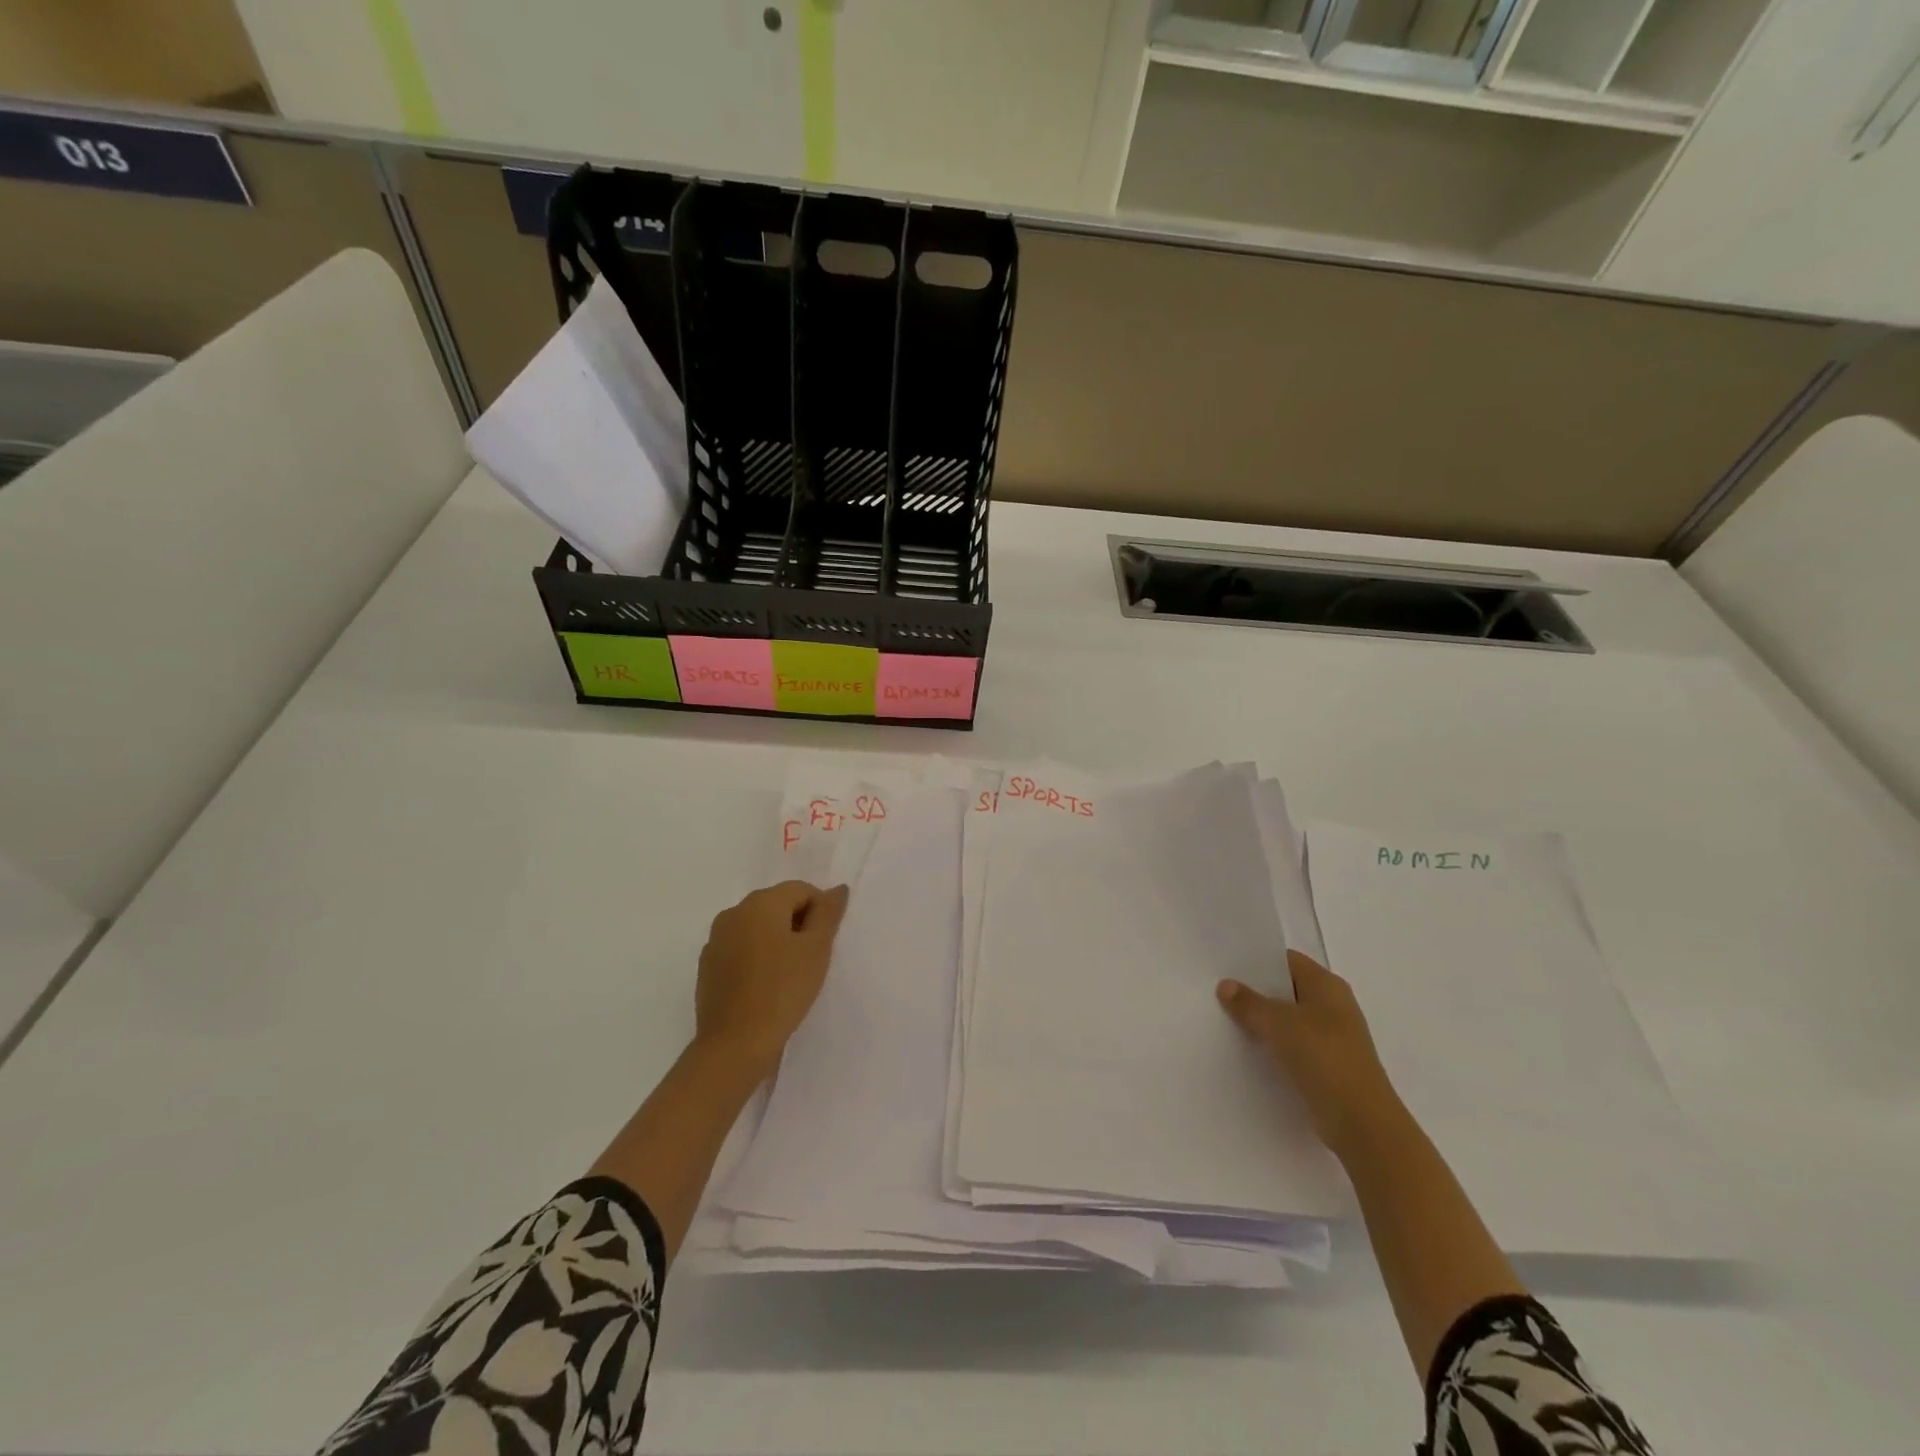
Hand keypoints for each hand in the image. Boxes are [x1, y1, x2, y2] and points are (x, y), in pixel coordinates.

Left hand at [694, 880, 849, 1073]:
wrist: (734, 1044)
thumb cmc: (782, 991)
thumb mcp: (816, 949)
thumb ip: (828, 913)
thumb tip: (837, 889)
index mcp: (760, 903)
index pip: (801, 890)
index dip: (820, 912)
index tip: (825, 944)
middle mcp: (733, 913)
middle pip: (777, 905)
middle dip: (798, 925)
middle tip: (811, 960)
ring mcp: (715, 941)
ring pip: (757, 928)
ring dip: (777, 941)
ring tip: (789, 975)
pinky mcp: (707, 967)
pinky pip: (740, 950)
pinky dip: (757, 959)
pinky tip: (766, 987)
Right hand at [1217, 951, 1403, 1159]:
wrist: (1361, 1121)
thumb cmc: (1323, 1057)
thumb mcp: (1278, 1023)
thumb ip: (1249, 1003)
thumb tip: (1226, 985)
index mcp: (1327, 985)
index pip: (1287, 961)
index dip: (1257, 961)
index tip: (1226, 966)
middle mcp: (1333, 1006)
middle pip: (1287, 990)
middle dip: (1256, 992)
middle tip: (1219, 992)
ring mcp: (1332, 1038)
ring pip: (1289, 1020)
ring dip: (1263, 1021)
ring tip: (1226, 1020)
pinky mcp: (1328, 1066)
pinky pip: (1294, 1046)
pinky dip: (1274, 1046)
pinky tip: (1249, 1051)